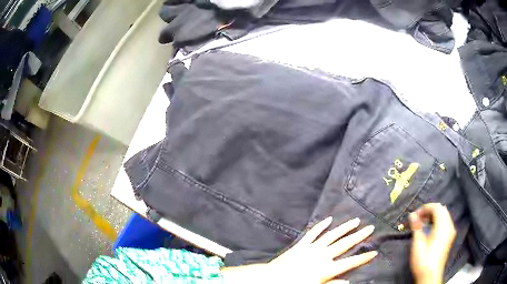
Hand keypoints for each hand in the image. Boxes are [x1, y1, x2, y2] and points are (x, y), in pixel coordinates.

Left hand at [222, 217, 376, 283]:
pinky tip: (329, 219)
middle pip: (345, 244)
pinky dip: (321, 226)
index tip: (374, 251)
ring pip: (332, 235)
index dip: (364, 257)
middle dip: (359, 236)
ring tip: (355, 220)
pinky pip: (313, 233)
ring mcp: (312, 248)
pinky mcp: (301, 244)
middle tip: (371, 227)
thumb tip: (348, 282)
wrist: (272, 278)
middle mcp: (322, 255)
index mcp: (327, 268)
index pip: (350, 262)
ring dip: (344, 227)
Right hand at [409, 203, 455, 283]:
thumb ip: (416, 227)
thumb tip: (412, 214)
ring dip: (434, 216)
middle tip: (418, 218)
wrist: (430, 276)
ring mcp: (451, 231)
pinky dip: (438, 221)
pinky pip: (446, 222)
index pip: (436, 207)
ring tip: (422, 223)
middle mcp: (449, 225)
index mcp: (443, 225)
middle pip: (441, 210)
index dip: (425, 208)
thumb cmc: (423, 260)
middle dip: (430, 211)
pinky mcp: (450, 237)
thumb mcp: (418, 244)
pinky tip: (430, 229)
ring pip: (444, 215)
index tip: (415, 215)